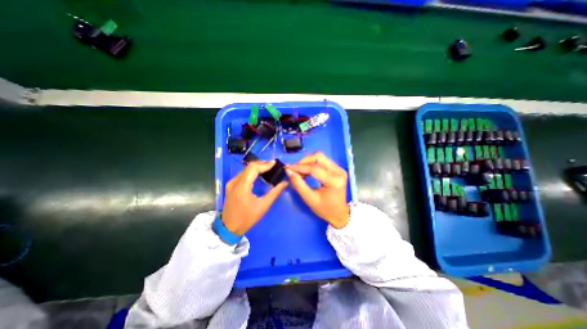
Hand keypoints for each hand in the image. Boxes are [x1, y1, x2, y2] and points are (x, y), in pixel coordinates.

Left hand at [222, 159, 288, 234]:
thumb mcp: (263, 206)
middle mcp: (235, 181)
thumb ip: (275, 192)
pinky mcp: (231, 185)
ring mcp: (231, 182)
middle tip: (273, 166)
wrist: (229, 227)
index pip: (253, 168)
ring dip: (257, 167)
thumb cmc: (247, 218)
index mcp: (242, 186)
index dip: (264, 164)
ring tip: (268, 168)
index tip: (275, 163)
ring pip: (246, 169)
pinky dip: (252, 172)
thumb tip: (285, 183)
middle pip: (249, 166)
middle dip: (262, 164)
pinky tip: (259, 174)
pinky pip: (243, 174)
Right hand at [284, 151, 346, 227]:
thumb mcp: (310, 199)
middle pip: (318, 157)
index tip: (287, 168)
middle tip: (294, 170)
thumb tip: (289, 171)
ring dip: (307, 162)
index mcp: (334, 180)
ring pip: (320, 157)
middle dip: (304, 162)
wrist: (339, 213)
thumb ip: (299, 185)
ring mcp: (339, 168)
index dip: (299, 167)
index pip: (314, 168)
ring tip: (299, 172)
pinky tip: (306, 172)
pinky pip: (322, 161)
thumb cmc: (325, 209)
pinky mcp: (337, 168)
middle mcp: (339, 171)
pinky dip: (312, 164)